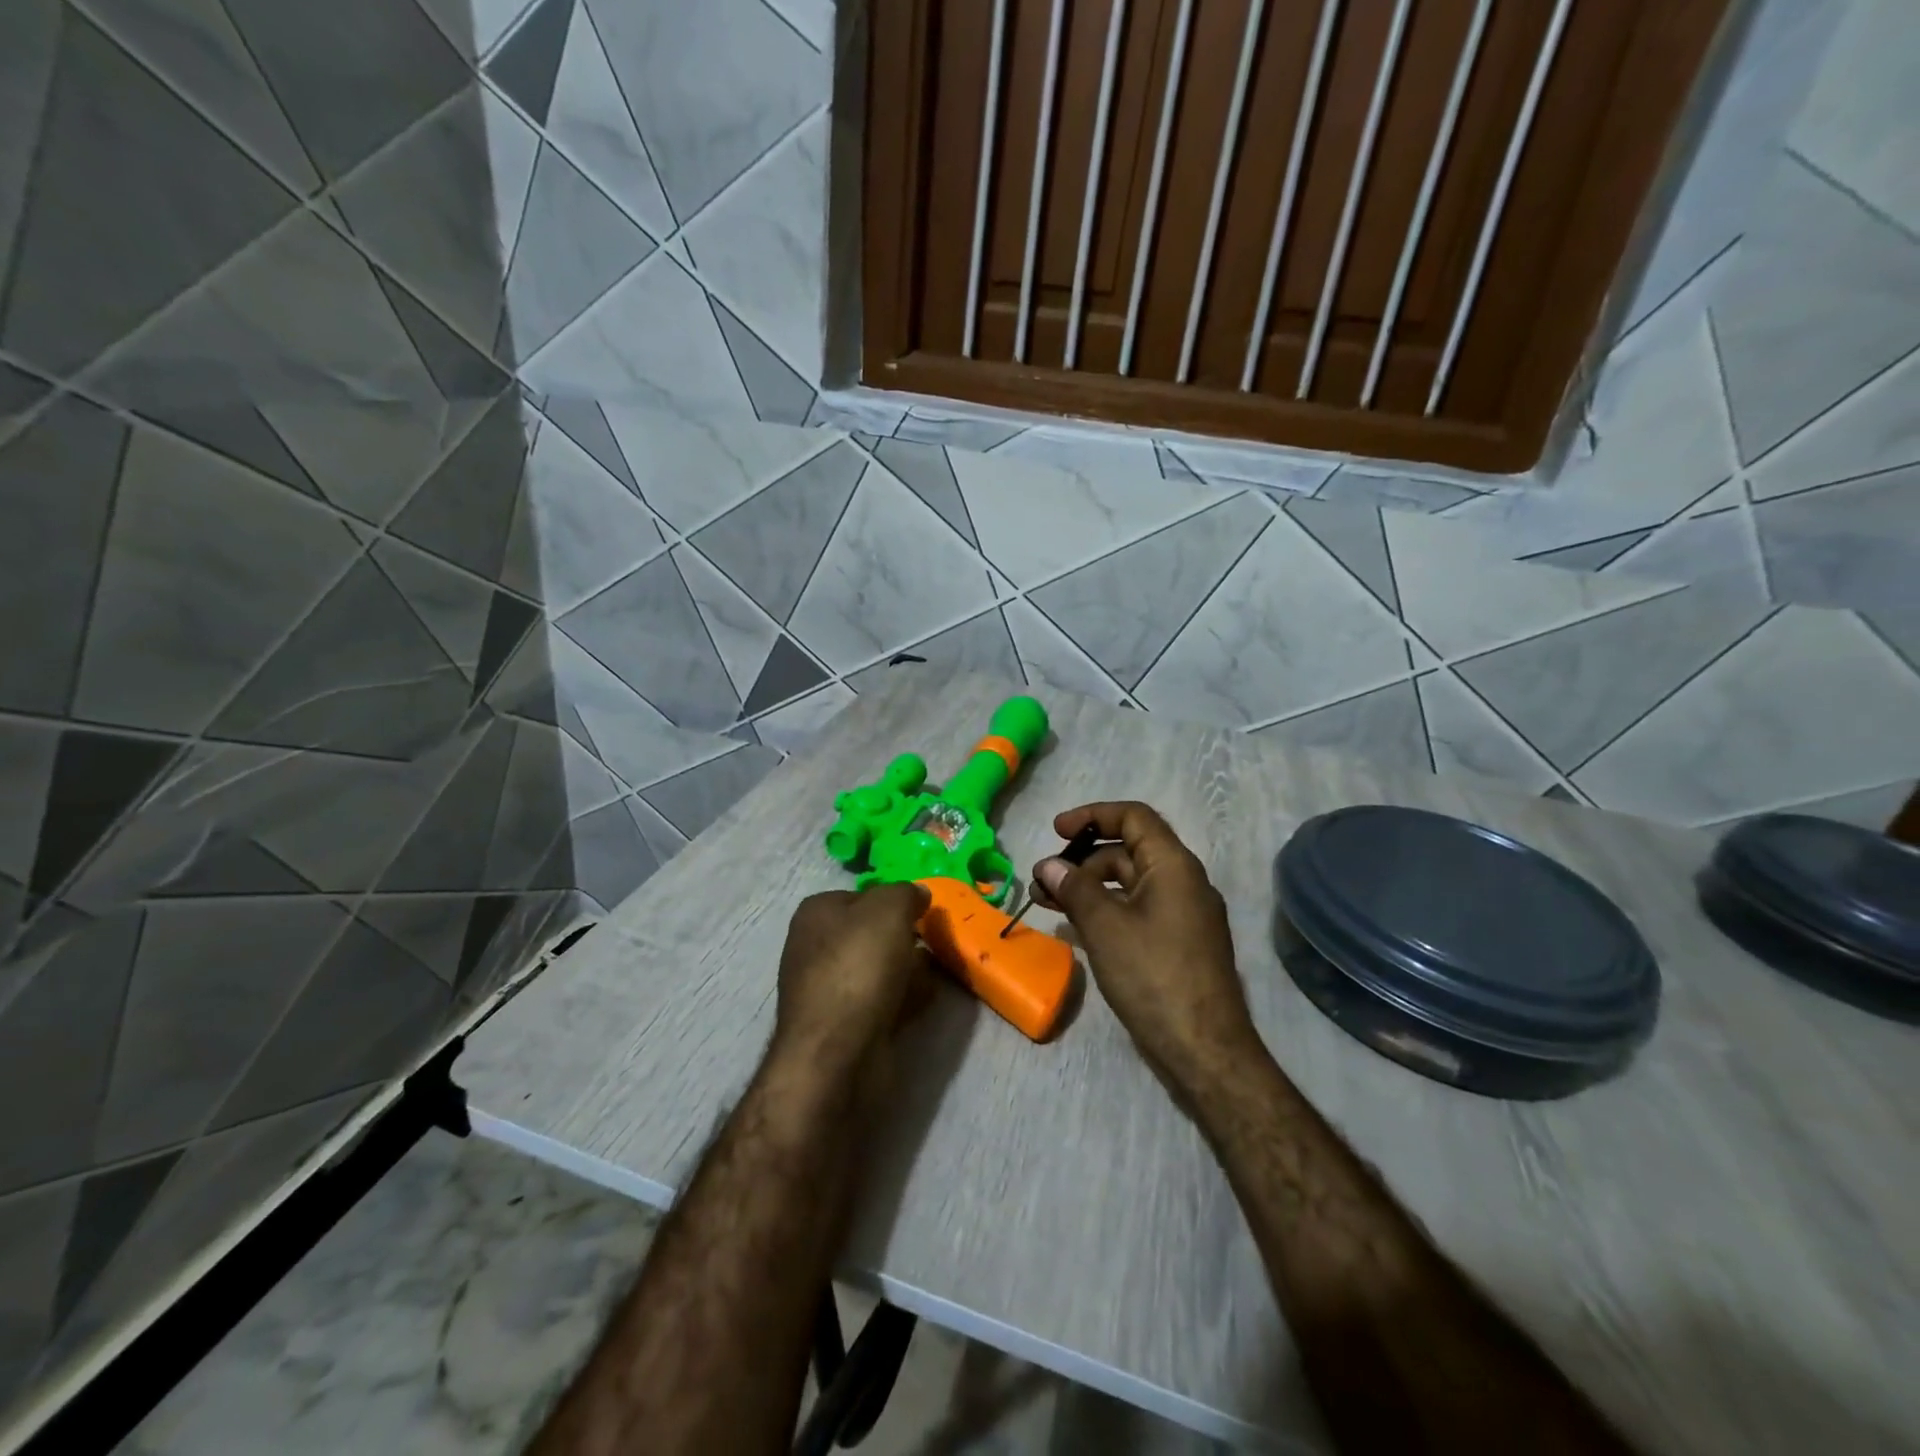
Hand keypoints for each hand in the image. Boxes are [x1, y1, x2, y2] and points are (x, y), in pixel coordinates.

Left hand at [771, 883, 937, 1082]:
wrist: (837, 1052)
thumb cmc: (859, 966)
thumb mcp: (889, 908)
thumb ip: (906, 892)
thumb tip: (918, 894)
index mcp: (816, 913)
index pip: (862, 895)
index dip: (894, 900)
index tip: (922, 912)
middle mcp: (815, 947)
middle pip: (873, 933)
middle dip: (905, 938)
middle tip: (934, 943)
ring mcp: (828, 988)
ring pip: (880, 968)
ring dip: (909, 970)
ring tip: (935, 973)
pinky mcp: (844, 1024)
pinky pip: (883, 1001)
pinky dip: (904, 1000)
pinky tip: (924, 1001)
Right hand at [1031, 802, 1259, 1094]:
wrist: (1204, 1049)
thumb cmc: (1153, 975)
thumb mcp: (1105, 926)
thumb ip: (1075, 888)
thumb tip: (1049, 864)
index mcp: (1174, 866)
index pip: (1133, 817)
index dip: (1092, 815)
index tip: (1056, 831)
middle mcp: (1184, 882)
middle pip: (1128, 851)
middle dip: (1082, 861)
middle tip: (1043, 882)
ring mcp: (1184, 915)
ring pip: (1130, 884)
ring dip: (1089, 888)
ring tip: (1048, 905)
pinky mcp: (1179, 943)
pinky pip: (1138, 910)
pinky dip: (1106, 910)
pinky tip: (1077, 929)